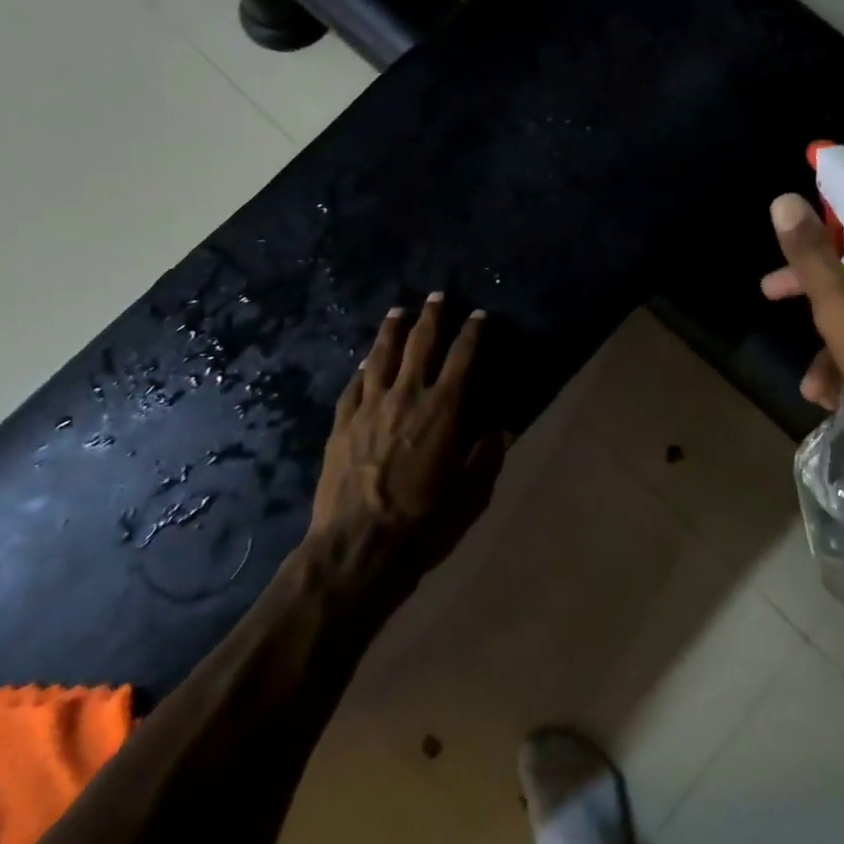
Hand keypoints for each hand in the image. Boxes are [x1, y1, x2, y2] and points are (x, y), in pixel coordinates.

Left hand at [312, 295, 508, 574]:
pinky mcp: (342, 424)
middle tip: (436, 295)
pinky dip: (364, 368)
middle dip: (431, 317)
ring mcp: (369, 407)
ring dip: (392, 330)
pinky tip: (366, 361)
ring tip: (397, 311)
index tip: (479, 314)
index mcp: (443, 410)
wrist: (358, 547)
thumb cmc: (423, 523)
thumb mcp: (470, 496)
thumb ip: (486, 458)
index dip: (473, 333)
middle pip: (420, 344)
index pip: (463, 358)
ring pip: (381, 356)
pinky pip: (354, 385)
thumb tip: (501, 430)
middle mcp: (406, 397)